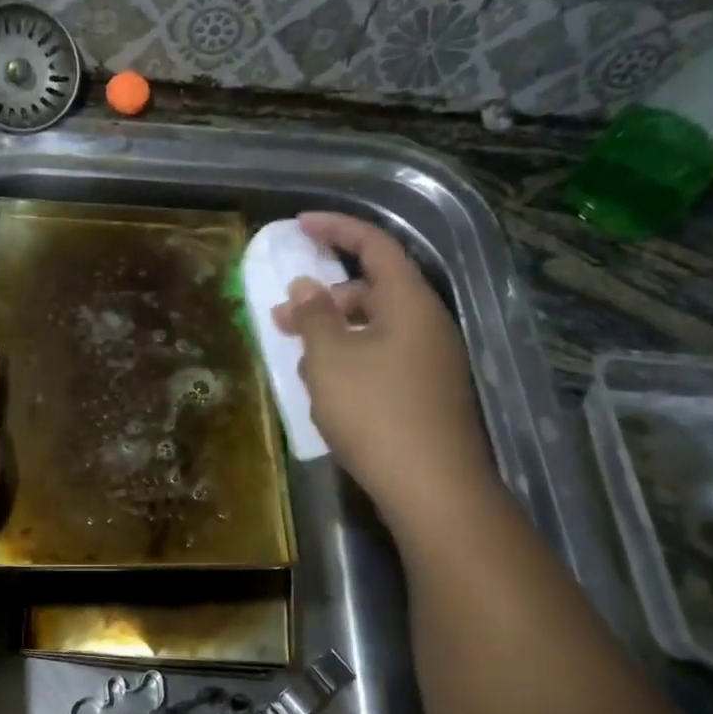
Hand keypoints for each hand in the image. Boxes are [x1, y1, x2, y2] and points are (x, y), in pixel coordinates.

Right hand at [273, 213, 495, 525]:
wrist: (432, 488)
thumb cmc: (375, 412)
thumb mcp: (331, 359)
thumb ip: (314, 316)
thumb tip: (306, 288)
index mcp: (409, 302)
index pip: (374, 246)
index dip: (336, 229)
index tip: (299, 225)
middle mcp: (426, 325)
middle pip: (371, 292)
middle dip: (322, 300)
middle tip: (280, 320)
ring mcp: (430, 362)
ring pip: (373, 331)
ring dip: (333, 337)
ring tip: (299, 365)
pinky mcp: (425, 394)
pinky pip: (382, 361)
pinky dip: (350, 364)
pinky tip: (327, 393)